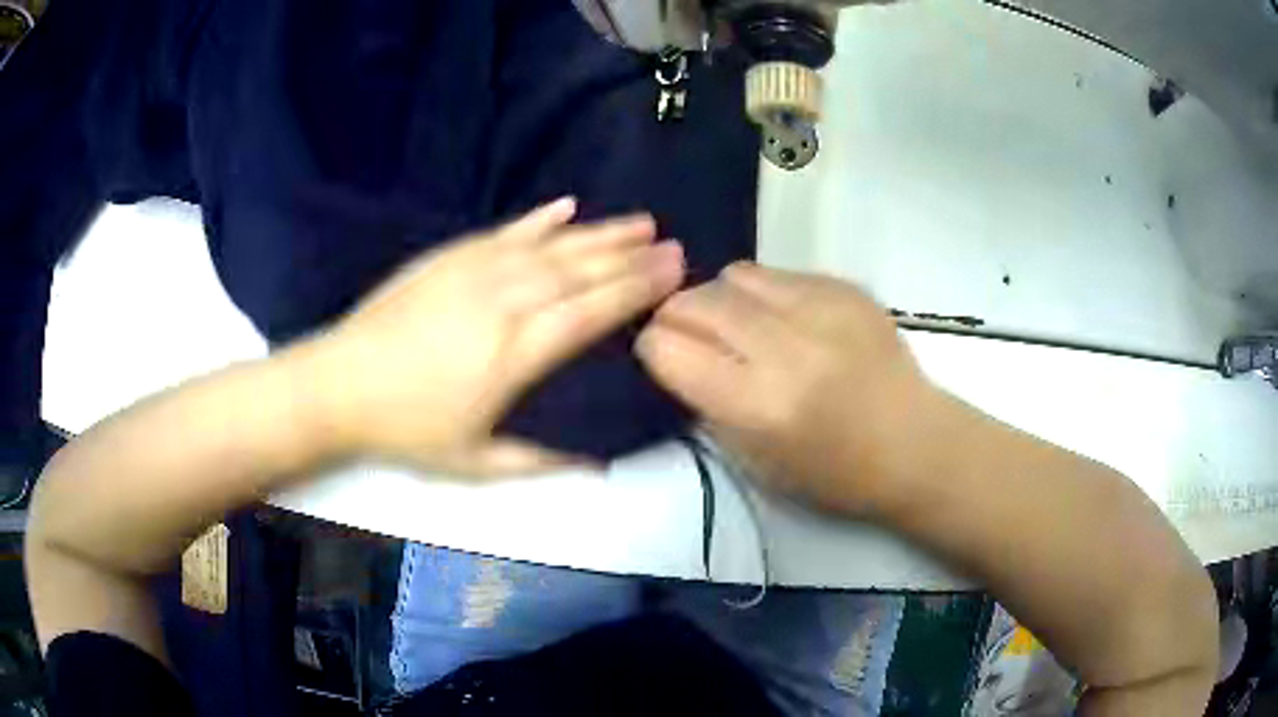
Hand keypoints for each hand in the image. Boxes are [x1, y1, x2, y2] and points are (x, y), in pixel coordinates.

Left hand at [304, 198, 684, 476]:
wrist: (340, 385)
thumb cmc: (408, 429)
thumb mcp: (475, 463)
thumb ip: (541, 461)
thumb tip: (600, 464)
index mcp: (516, 354)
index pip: (591, 312)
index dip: (635, 290)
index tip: (674, 272)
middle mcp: (505, 301)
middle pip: (580, 271)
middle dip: (632, 256)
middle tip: (672, 244)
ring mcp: (476, 271)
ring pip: (552, 245)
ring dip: (600, 232)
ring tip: (641, 220)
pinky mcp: (450, 257)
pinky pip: (506, 231)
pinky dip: (540, 218)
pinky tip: (568, 206)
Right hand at [635, 262, 940, 515]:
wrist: (915, 443)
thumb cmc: (835, 473)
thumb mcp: (756, 461)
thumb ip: (709, 403)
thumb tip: (678, 356)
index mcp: (759, 405)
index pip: (669, 349)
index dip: (652, 347)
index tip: (659, 353)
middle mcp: (786, 348)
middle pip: (696, 302)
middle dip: (675, 314)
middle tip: (686, 332)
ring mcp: (821, 310)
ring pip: (735, 275)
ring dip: (721, 298)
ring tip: (739, 323)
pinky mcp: (846, 289)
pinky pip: (779, 274)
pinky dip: (765, 294)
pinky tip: (785, 319)